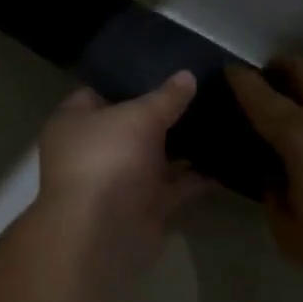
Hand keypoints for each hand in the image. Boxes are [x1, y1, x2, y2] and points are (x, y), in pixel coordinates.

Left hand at [33, 72, 209, 273]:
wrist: (102, 234)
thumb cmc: (107, 160)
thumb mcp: (138, 117)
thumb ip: (165, 98)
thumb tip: (187, 76)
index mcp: (75, 121)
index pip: (101, 91)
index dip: (130, 79)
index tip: (166, 67)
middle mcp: (95, 149)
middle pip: (132, 124)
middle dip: (164, 112)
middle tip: (203, 89)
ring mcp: (120, 179)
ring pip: (156, 155)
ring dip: (184, 144)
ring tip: (221, 117)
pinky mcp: (145, 206)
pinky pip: (175, 185)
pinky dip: (197, 175)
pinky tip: (227, 157)